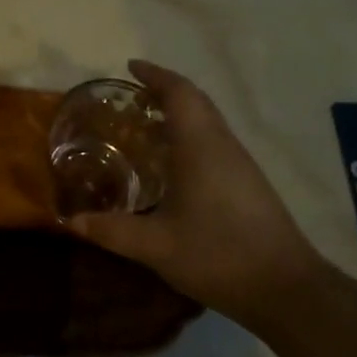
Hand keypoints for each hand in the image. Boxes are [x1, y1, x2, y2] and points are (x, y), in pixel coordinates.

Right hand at [69, 61, 323, 326]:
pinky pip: (214, 140)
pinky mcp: (249, 182)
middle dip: (164, 90)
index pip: (179, 92)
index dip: (155, 75)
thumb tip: (70, 221)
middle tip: (132, 96)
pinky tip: (173, 163)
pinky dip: (190, 134)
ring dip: (179, 113)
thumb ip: (112, 230)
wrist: (286, 289)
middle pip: (195, 100)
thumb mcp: (156, 246)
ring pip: (207, 120)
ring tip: (145, 125)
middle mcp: (222, 144)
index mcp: (199, 145)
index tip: (130, 67)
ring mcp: (240, 163)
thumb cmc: (218, 254)